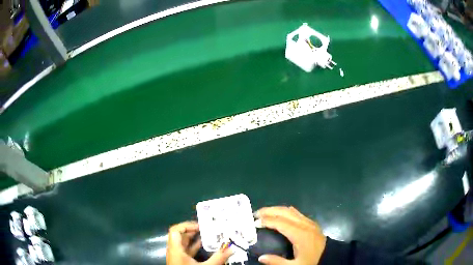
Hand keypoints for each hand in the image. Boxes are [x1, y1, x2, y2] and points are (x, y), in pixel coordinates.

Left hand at [166, 221, 232, 264]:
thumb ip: (218, 258)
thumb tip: (231, 248)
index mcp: (176, 249)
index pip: (175, 230)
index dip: (186, 225)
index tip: (200, 226)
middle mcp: (174, 250)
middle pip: (181, 235)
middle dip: (193, 231)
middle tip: (208, 229)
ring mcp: (177, 256)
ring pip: (184, 243)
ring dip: (195, 239)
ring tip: (209, 236)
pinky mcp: (181, 261)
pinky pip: (187, 250)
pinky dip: (195, 247)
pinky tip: (206, 247)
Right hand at [255, 206, 326, 264]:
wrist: (330, 256)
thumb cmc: (313, 261)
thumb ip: (277, 262)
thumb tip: (261, 257)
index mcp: (300, 234)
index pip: (280, 222)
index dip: (267, 220)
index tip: (255, 222)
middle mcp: (304, 224)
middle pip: (285, 212)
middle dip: (269, 210)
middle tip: (256, 214)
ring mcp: (309, 222)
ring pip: (290, 210)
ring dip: (276, 209)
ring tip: (264, 213)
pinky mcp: (311, 222)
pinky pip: (296, 213)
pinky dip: (284, 211)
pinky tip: (279, 215)